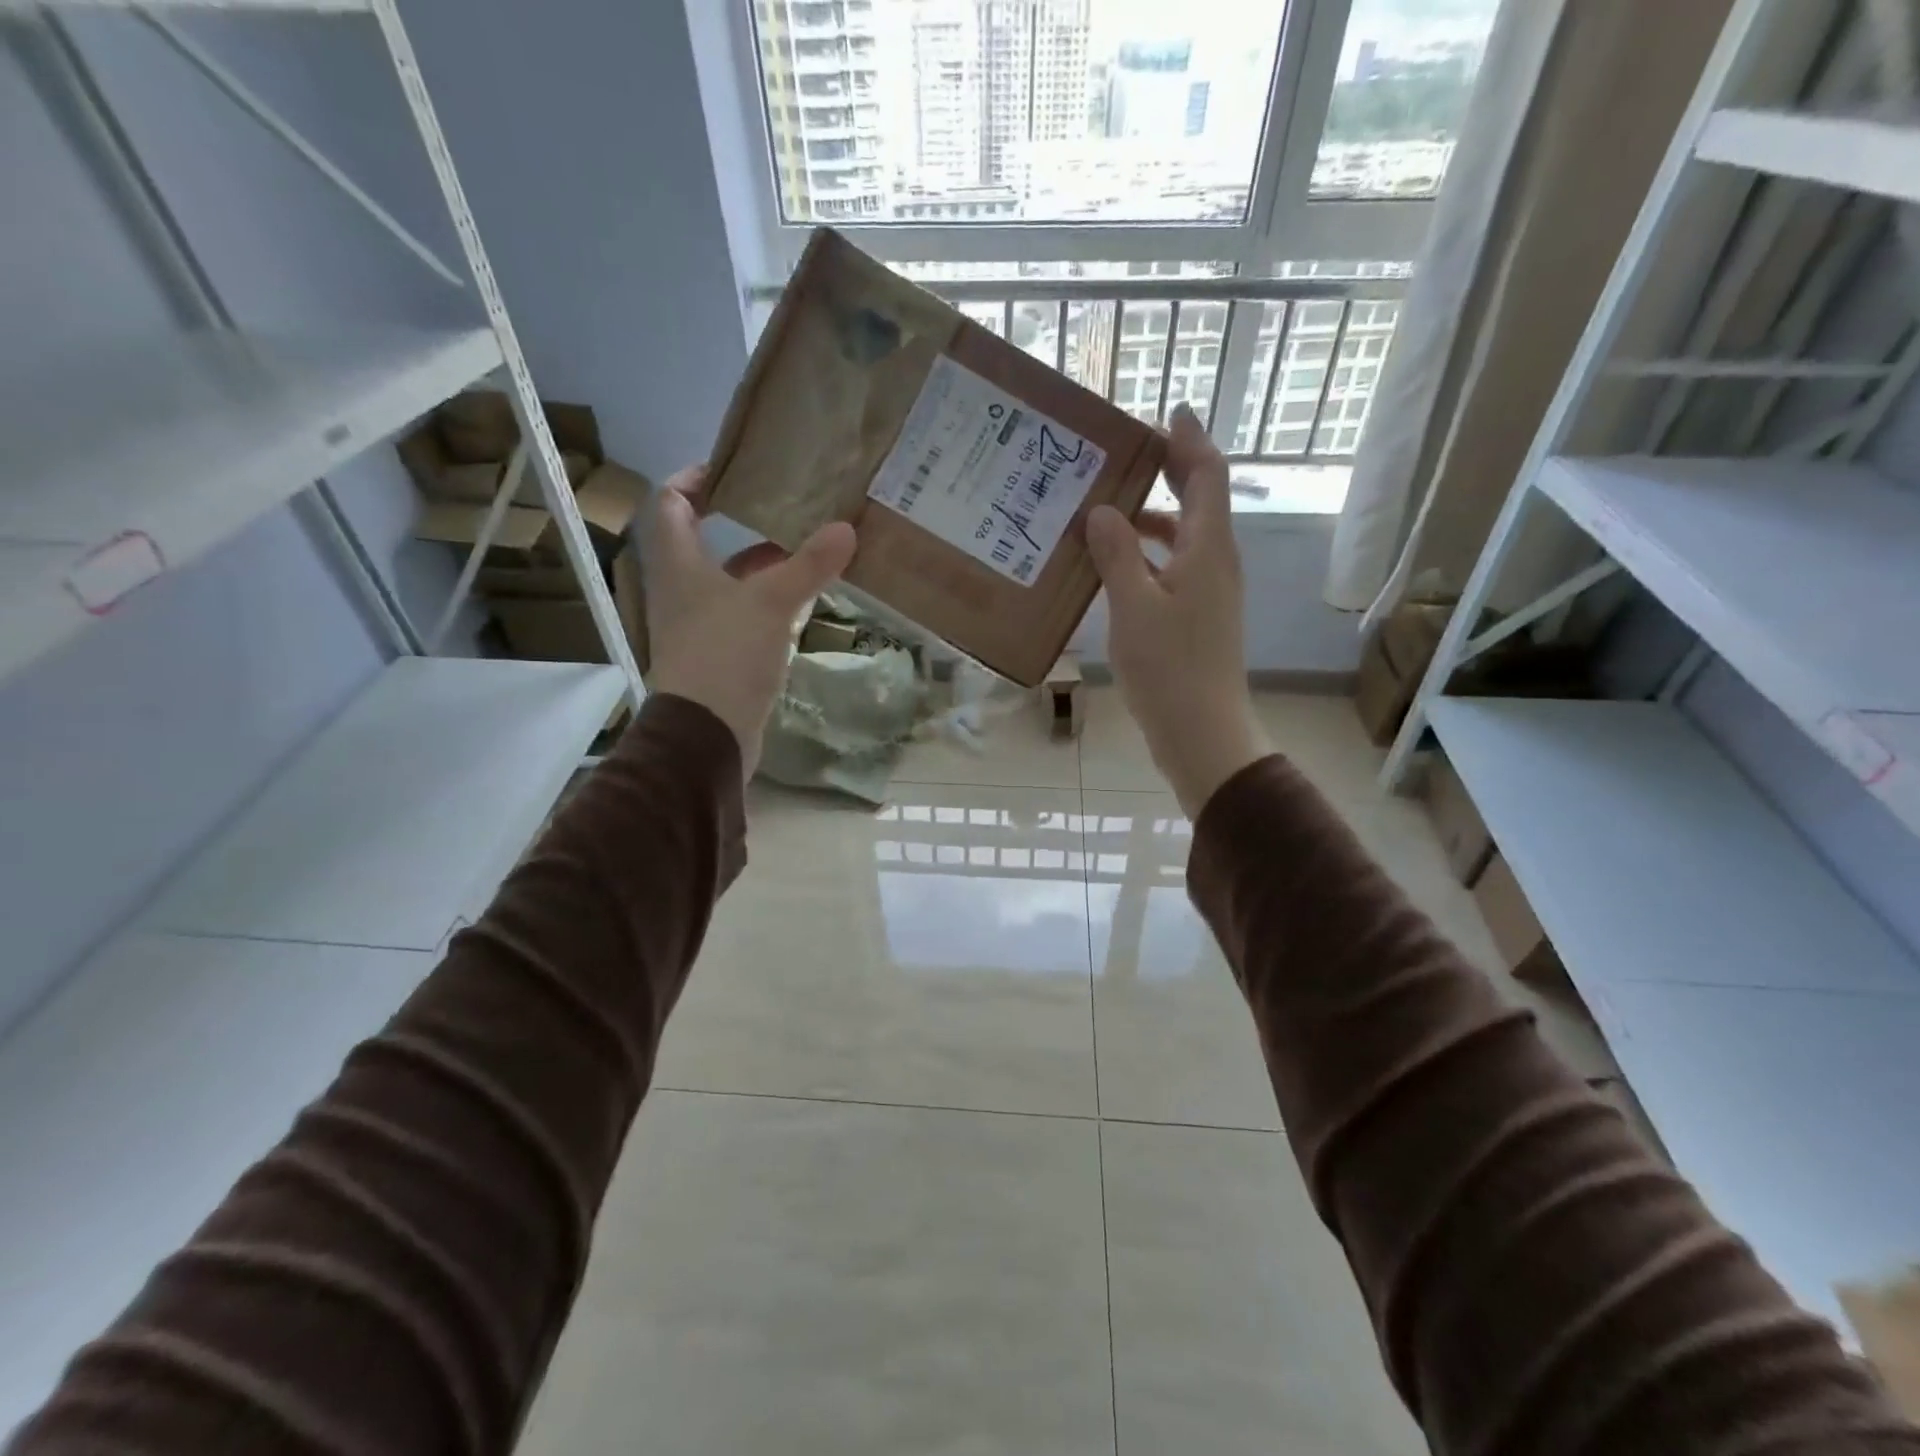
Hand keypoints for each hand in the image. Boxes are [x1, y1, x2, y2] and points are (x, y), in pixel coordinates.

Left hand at [641, 465, 856, 774]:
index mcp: (678, 565)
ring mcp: (698, 626)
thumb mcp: (771, 602)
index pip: (671, 504)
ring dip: (761, 566)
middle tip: (785, 508)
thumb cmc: (726, 655)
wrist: (708, 734)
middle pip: (704, 543)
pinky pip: (742, 615)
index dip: (694, 479)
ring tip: (805, 551)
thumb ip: (808, 565)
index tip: (730, 469)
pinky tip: (801, 603)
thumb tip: (845, 528)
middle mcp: (681, 590)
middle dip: (743, 524)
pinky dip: (768, 603)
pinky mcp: (717, 656)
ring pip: (728, 582)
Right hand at [1083, 406, 1269, 815]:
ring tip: (1108, 508)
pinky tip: (1114, 566)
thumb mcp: (1134, 607)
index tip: (1168, 412)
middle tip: (1129, 453)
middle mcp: (1216, 562)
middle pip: (1200, 500)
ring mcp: (1209, 592)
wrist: (1201, 732)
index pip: (1207, 476)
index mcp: (1208, 549)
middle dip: (1170, 471)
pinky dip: (1148, 554)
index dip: (1189, 441)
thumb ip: (1119, 555)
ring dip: (1153, 516)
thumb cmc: (1170, 668)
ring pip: (1184, 536)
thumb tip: (1103, 511)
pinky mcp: (1197, 617)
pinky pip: (1174, 567)